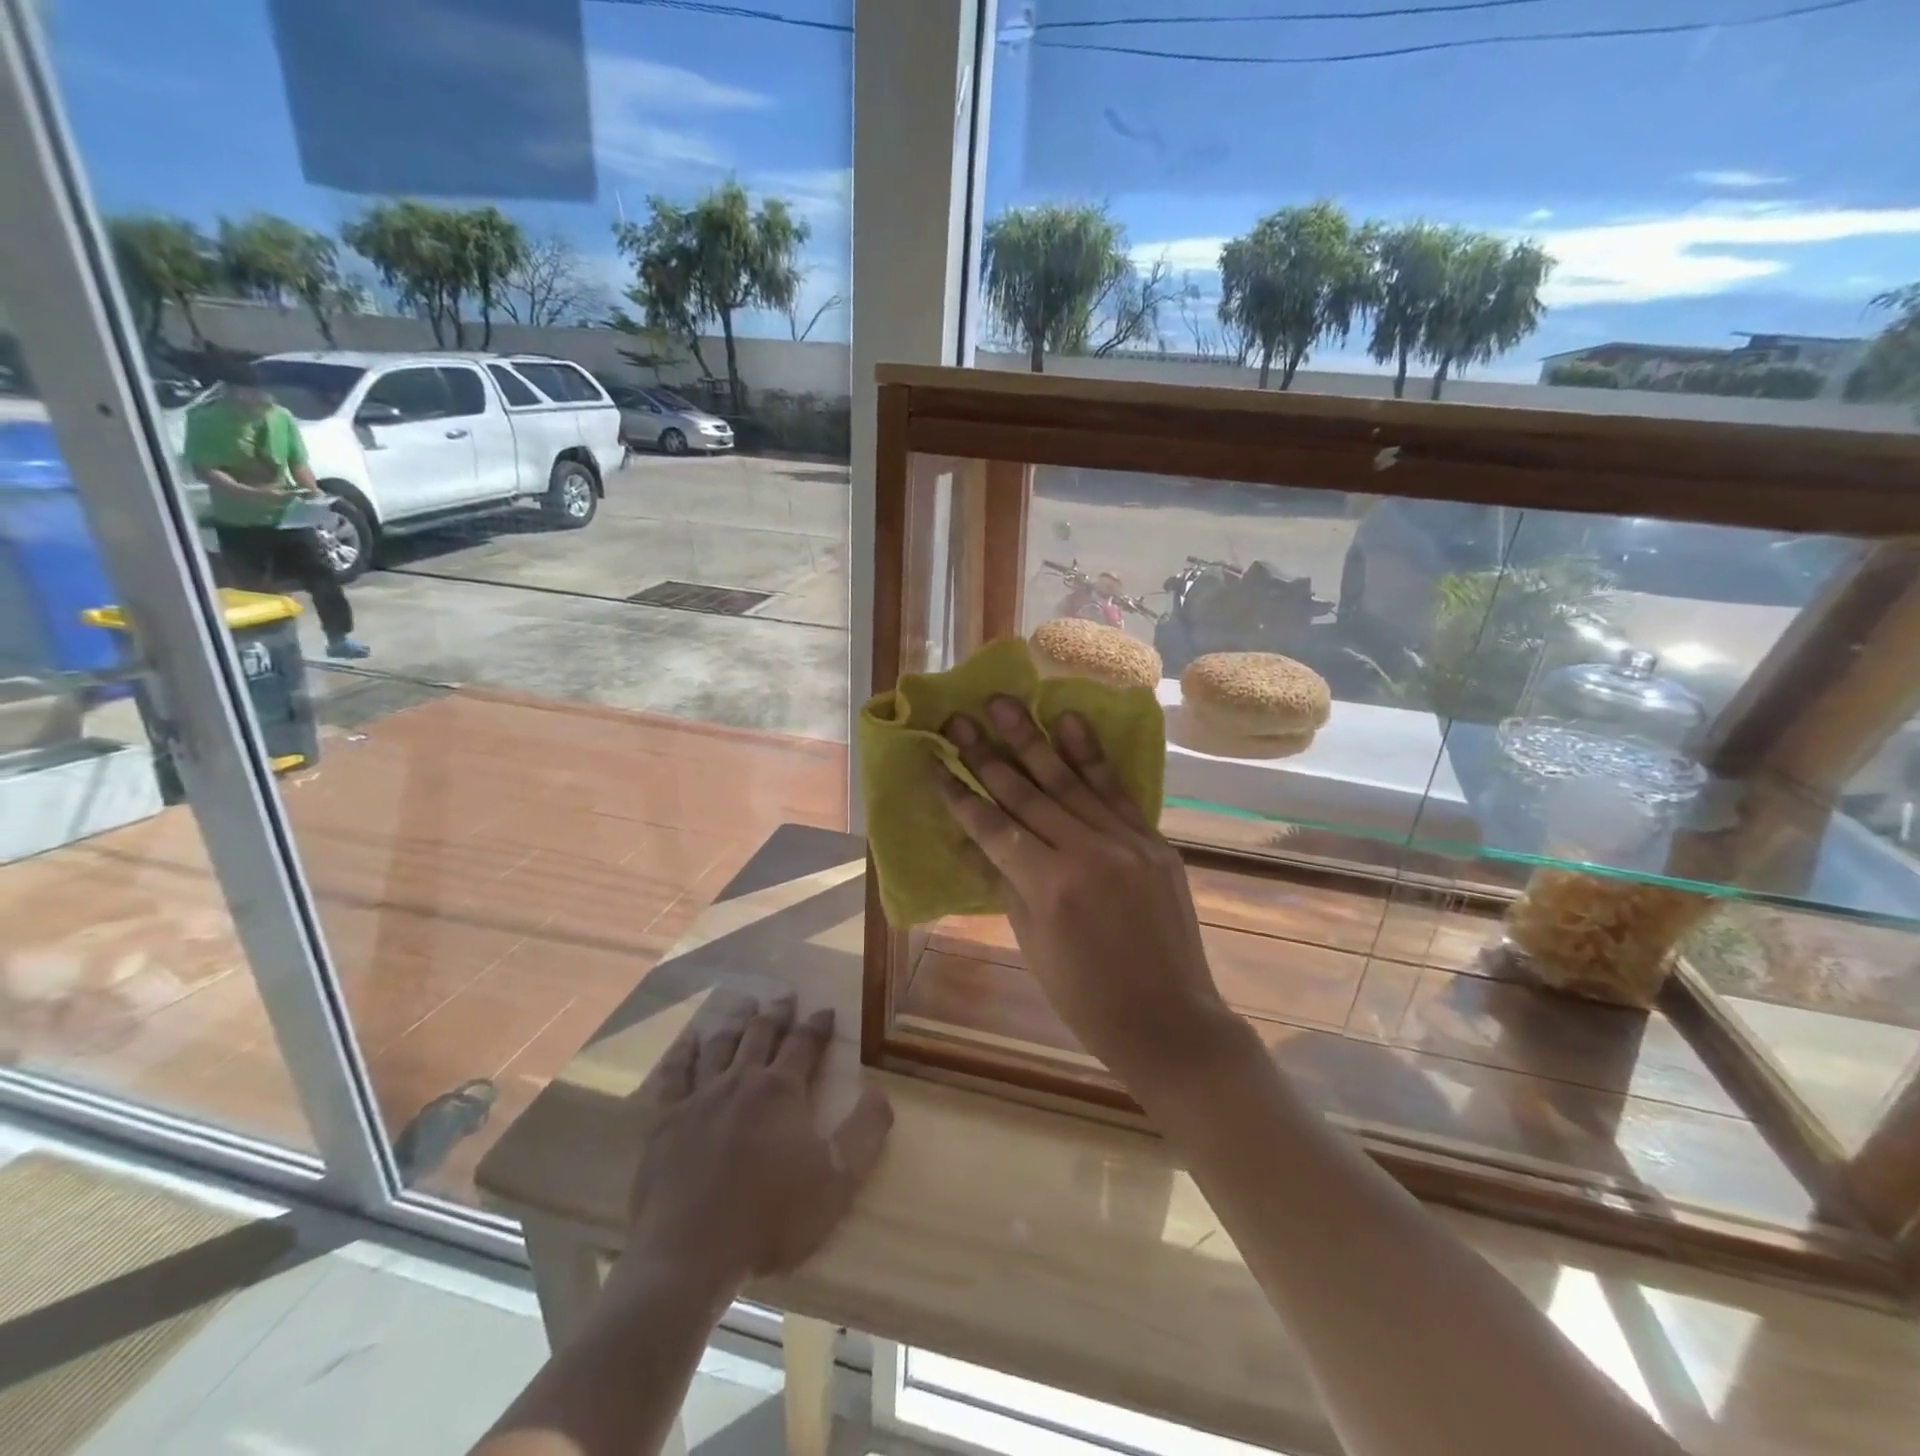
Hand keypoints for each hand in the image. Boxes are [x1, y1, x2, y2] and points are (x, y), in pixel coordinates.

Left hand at [613, 993, 892, 1296]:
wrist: (689, 1256)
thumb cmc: (770, 1219)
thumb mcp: (837, 1181)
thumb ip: (866, 1132)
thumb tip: (881, 1091)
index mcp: (781, 1090)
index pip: (804, 1043)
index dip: (817, 1025)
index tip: (826, 1010)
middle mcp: (740, 1080)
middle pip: (761, 1034)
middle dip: (777, 1013)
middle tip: (785, 995)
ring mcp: (698, 1097)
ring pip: (720, 1045)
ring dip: (735, 1022)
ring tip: (744, 1007)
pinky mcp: (664, 1121)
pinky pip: (673, 1074)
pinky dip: (683, 1053)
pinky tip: (688, 1042)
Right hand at [935, 697, 1243, 1084]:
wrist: (1169, 1019)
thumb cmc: (1086, 996)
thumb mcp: (1032, 942)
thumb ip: (1005, 882)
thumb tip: (977, 839)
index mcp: (1047, 887)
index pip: (992, 826)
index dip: (959, 792)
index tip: (935, 760)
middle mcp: (1084, 853)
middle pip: (1025, 793)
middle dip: (986, 753)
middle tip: (958, 718)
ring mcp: (1124, 842)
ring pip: (1067, 780)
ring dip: (1032, 737)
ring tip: (1003, 702)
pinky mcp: (1153, 841)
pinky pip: (1116, 790)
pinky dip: (1091, 755)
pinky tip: (1069, 720)